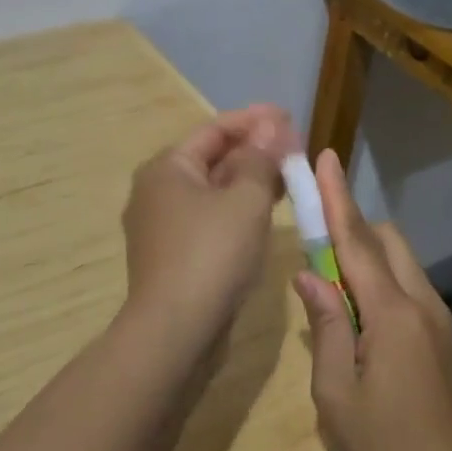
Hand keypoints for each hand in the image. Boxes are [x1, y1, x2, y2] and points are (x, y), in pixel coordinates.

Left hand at [121, 105, 294, 343]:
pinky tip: (264, 211)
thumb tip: (271, 126)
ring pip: (213, 189)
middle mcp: (157, 190)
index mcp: (167, 167)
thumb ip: (261, 159)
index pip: (215, 128)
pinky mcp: (173, 254)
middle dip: (254, 149)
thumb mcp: (246, 199)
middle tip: (294, 147)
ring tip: (288, 175)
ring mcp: (162, 225)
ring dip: (249, 179)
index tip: (289, 117)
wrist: (174, 333)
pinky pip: (209, 217)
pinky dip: (237, 208)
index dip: (255, 120)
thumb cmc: (212, 254)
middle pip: (212, 157)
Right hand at [292, 150, 451, 450]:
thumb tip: (309, 276)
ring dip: (366, 254)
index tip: (326, 158)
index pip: (357, 241)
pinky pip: (408, 283)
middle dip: (352, 226)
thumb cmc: (383, 443)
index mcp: (392, 312)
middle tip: (317, 243)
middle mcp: (421, 301)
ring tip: (335, 287)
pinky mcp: (443, 331)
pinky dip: (381, 278)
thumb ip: (325, 325)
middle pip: (385, 239)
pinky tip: (361, 317)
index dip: (338, 197)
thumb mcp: (336, 391)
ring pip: (400, 259)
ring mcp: (438, 314)